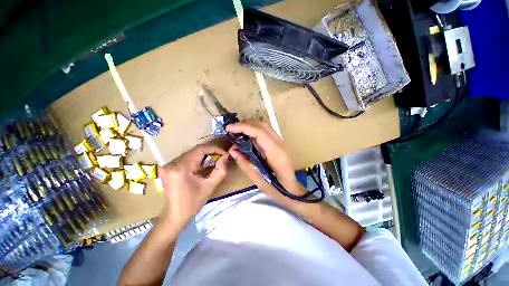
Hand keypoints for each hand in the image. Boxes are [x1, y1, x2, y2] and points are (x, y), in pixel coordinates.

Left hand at [158, 144, 228, 227]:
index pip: (200, 149)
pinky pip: (186, 157)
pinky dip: (197, 158)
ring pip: (191, 152)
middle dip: (210, 151)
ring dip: (204, 154)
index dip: (214, 148)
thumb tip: (226, 156)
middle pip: (195, 150)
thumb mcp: (210, 186)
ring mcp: (168, 164)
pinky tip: (204, 162)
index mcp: (181, 168)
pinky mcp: (168, 167)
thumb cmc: (193, 202)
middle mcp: (171, 163)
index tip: (224, 153)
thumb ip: (221, 170)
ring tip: (215, 158)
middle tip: (221, 155)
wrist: (175, 215)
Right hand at [226, 120, 305, 203]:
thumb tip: (232, 150)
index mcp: (276, 153)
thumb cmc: (277, 189)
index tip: (229, 128)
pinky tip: (247, 135)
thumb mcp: (258, 180)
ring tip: (237, 131)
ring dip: (249, 125)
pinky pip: (266, 130)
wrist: (292, 190)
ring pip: (264, 125)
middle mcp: (280, 144)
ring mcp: (281, 142)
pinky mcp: (279, 143)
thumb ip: (244, 163)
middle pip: (262, 125)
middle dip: (244, 124)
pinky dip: (254, 129)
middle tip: (231, 129)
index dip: (243, 127)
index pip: (259, 132)